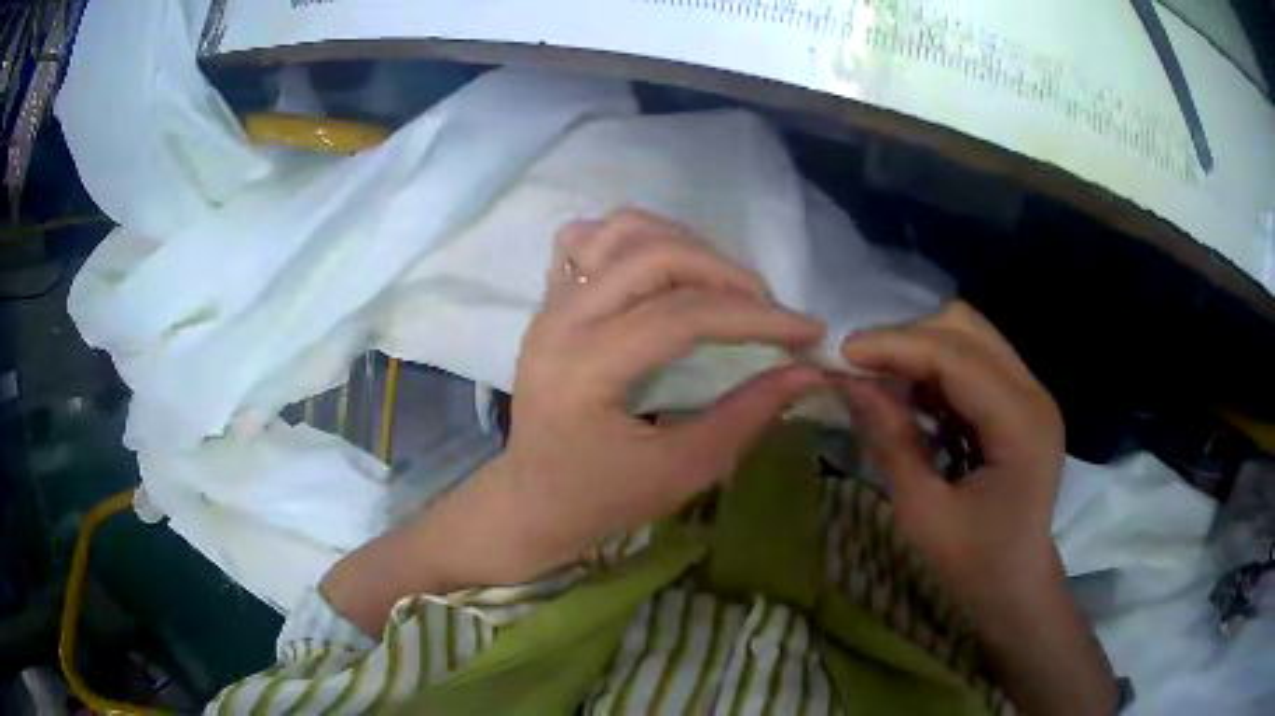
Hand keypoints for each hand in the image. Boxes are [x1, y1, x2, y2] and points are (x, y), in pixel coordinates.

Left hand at [489, 208, 825, 581]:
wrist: (531, 498)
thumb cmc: (600, 498)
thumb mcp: (681, 471)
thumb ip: (747, 416)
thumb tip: (808, 373)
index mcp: (585, 369)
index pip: (682, 316)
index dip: (755, 318)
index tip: (808, 331)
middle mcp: (560, 321)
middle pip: (653, 256)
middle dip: (727, 273)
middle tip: (768, 308)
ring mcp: (549, 304)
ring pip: (620, 231)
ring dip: (684, 243)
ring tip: (724, 283)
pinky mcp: (548, 301)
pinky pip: (588, 239)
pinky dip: (633, 238)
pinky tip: (662, 267)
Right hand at [836, 301, 1115, 715]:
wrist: (1016, 584)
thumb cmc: (973, 563)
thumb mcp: (923, 512)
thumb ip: (891, 441)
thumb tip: (849, 382)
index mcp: (1020, 426)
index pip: (957, 357)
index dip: (897, 346)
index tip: (842, 353)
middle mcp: (1034, 393)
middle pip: (966, 328)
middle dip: (908, 339)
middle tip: (862, 369)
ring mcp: (1031, 392)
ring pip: (969, 334)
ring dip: (921, 348)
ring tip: (884, 381)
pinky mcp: (1021, 399)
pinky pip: (973, 358)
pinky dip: (936, 366)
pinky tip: (913, 397)